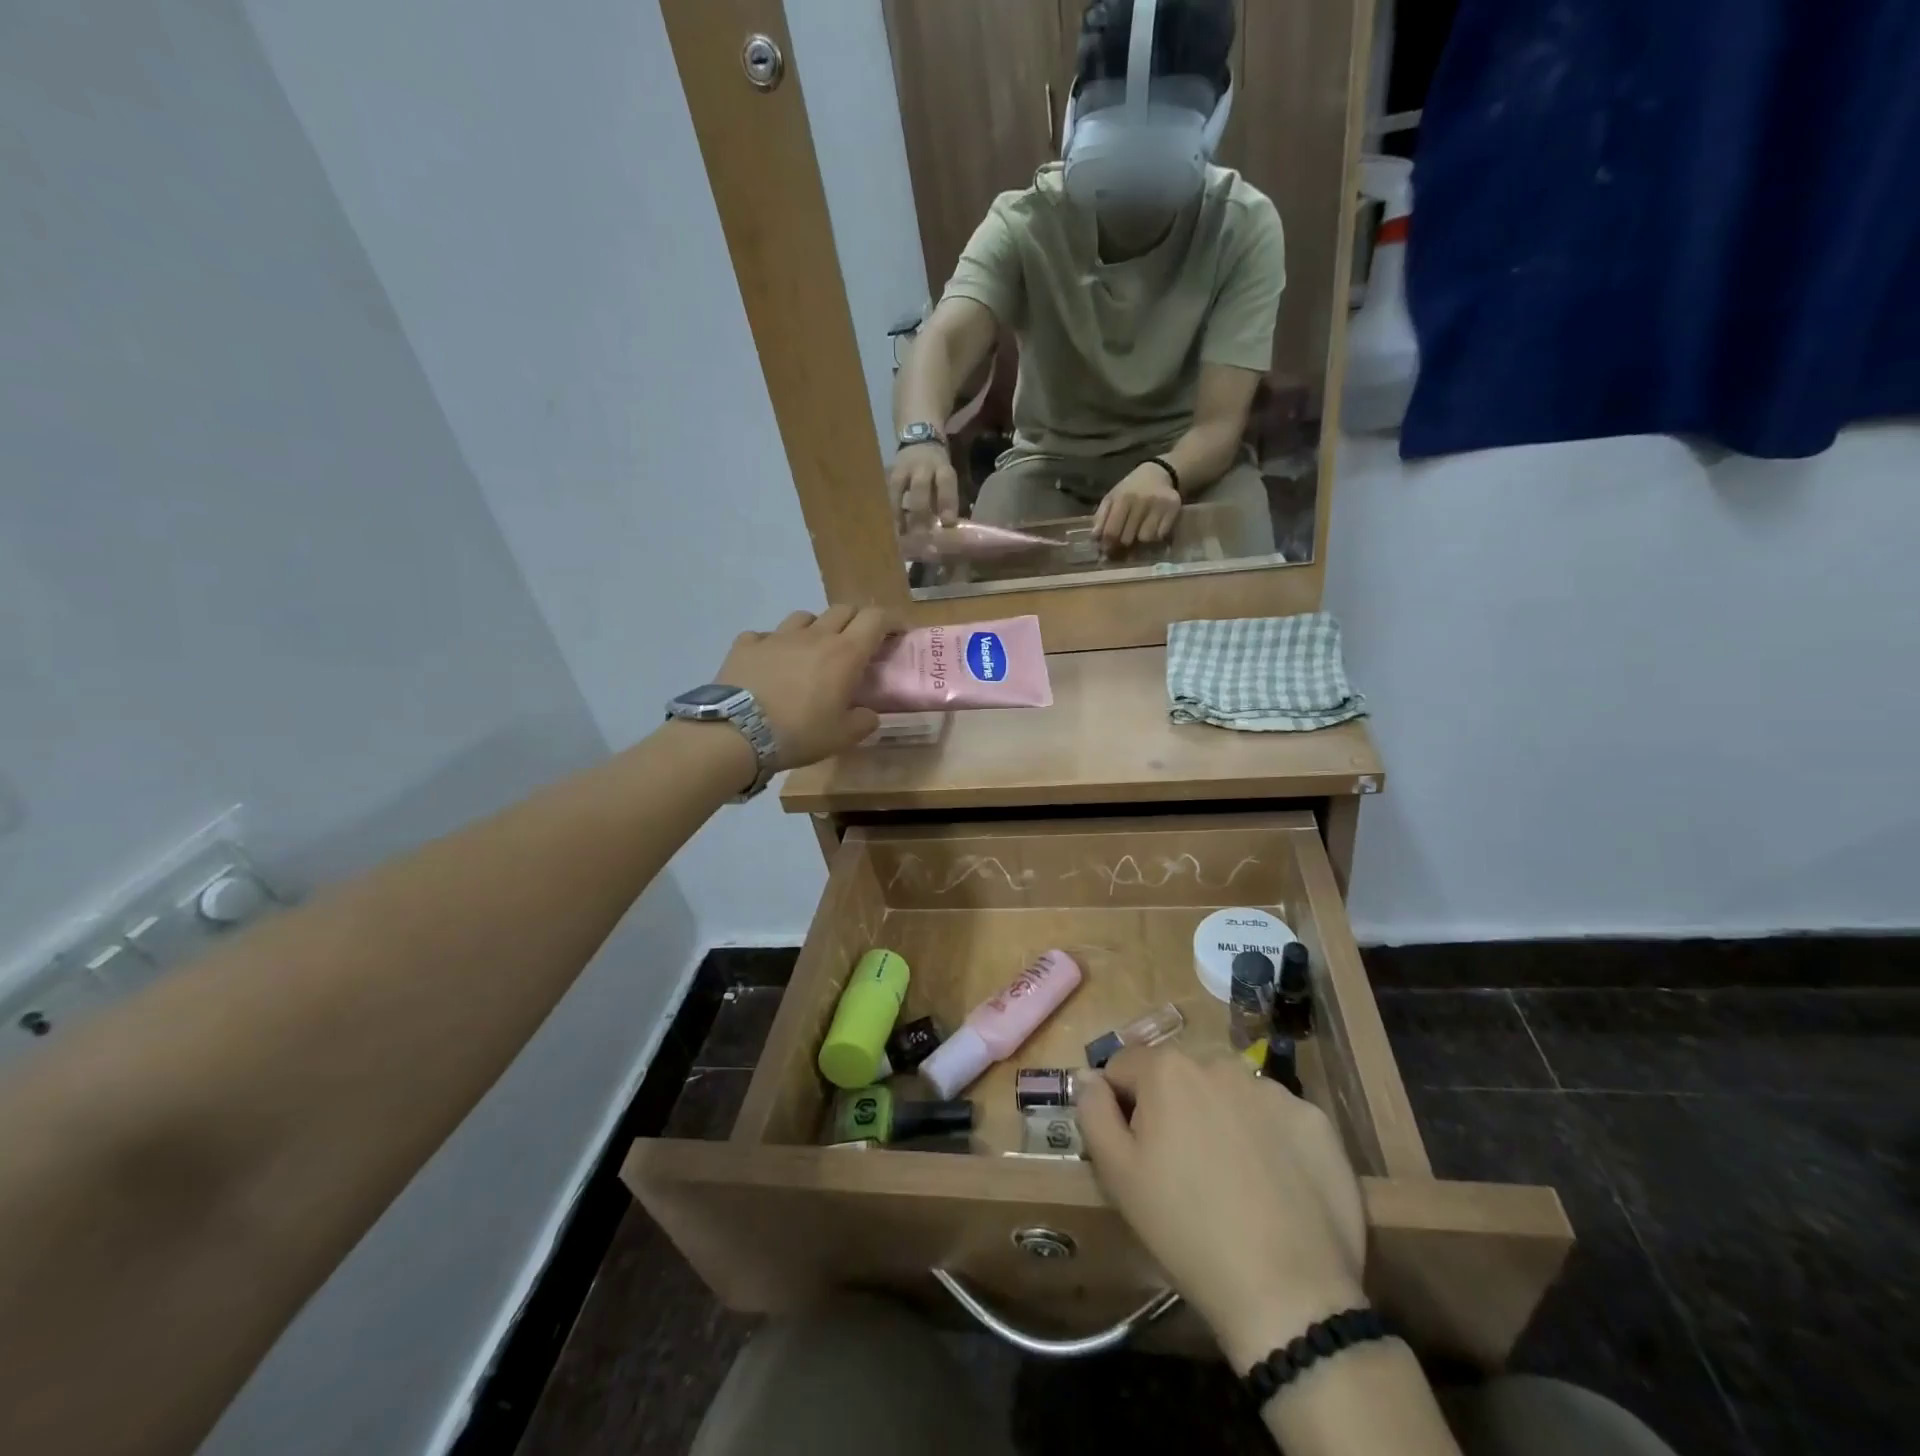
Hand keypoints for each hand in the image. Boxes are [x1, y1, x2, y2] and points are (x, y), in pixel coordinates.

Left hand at [710, 606, 895, 770]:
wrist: (737, 732)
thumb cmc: (800, 733)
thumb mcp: (843, 737)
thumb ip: (863, 722)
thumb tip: (868, 714)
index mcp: (845, 653)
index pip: (876, 619)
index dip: (891, 621)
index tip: (898, 634)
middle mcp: (814, 636)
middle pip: (843, 609)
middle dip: (856, 621)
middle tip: (859, 643)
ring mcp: (777, 636)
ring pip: (804, 617)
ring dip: (816, 628)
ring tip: (812, 651)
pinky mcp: (746, 644)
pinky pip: (765, 636)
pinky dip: (773, 645)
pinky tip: (770, 663)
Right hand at [889, 442, 958, 528]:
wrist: (919, 439)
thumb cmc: (937, 468)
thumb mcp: (946, 477)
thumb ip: (945, 498)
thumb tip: (945, 527)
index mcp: (942, 467)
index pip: (946, 483)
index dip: (947, 503)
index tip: (947, 523)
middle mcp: (922, 465)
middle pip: (920, 487)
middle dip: (921, 512)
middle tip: (922, 535)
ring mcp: (903, 468)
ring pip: (899, 490)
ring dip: (901, 513)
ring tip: (904, 534)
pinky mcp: (890, 475)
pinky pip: (890, 494)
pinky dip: (893, 511)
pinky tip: (896, 527)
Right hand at [1078, 1048, 1367, 1367]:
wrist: (1288, 1293)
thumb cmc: (1186, 1229)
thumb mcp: (1117, 1174)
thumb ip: (1093, 1112)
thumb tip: (1088, 1077)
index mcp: (1167, 1070)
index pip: (1124, 1068)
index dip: (1120, 1106)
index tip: (1133, 1151)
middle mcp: (1219, 1063)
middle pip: (1179, 1076)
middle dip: (1172, 1108)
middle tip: (1180, 1169)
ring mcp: (1273, 1090)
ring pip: (1228, 1093)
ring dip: (1219, 1118)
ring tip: (1230, 1178)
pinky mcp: (1315, 1121)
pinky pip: (1275, 1117)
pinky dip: (1267, 1138)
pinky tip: (1272, 1185)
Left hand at [1091, 463, 1180, 548]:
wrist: (1158, 473)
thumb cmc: (1130, 489)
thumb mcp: (1112, 497)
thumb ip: (1101, 517)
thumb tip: (1095, 538)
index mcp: (1123, 498)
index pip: (1111, 531)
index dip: (1108, 544)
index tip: (1107, 549)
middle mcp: (1141, 500)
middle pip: (1128, 538)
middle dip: (1123, 542)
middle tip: (1124, 539)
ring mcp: (1159, 504)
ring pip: (1146, 538)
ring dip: (1141, 539)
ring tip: (1140, 531)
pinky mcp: (1174, 508)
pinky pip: (1161, 535)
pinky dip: (1156, 535)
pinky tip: (1153, 527)